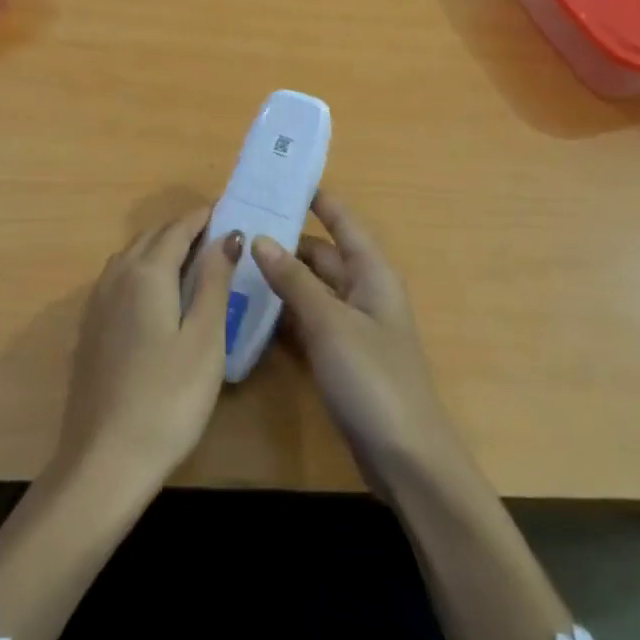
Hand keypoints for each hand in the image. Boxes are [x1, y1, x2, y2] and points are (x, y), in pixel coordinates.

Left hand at [56, 206, 241, 488]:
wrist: (105, 459)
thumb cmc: (169, 398)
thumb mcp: (205, 338)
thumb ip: (214, 280)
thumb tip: (227, 235)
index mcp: (146, 273)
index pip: (178, 228)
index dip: (204, 217)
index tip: (230, 211)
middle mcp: (115, 277)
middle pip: (151, 237)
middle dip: (183, 230)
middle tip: (219, 236)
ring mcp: (97, 304)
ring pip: (131, 257)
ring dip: (160, 249)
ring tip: (193, 261)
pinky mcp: (90, 329)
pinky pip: (119, 280)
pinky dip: (142, 271)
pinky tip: (157, 296)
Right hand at [251, 192, 462, 491]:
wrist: (406, 459)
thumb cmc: (373, 379)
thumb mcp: (330, 324)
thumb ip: (294, 281)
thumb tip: (260, 239)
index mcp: (372, 274)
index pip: (343, 222)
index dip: (318, 199)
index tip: (280, 180)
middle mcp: (363, 292)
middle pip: (322, 255)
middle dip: (285, 240)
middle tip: (238, 227)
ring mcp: (352, 327)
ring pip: (311, 289)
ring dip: (280, 278)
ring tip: (233, 262)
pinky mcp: (340, 357)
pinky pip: (308, 322)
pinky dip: (283, 313)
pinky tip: (249, 311)